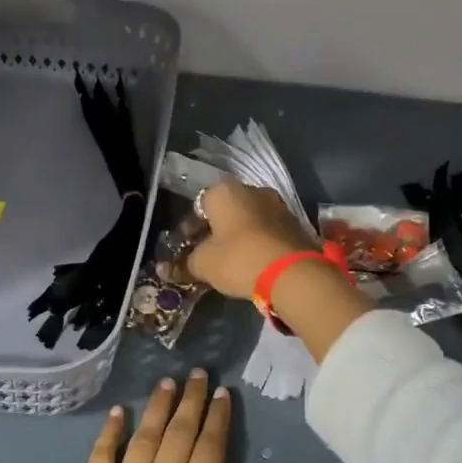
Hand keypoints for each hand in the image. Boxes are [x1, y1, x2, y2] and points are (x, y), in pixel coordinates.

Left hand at [67, 370, 279, 462]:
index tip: (222, 392)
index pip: (210, 450)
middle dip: (190, 401)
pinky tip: (119, 412)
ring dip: (157, 406)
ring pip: (144, 438)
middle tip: (197, 373)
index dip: (218, 419)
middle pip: (178, 435)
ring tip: (167, 381)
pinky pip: (100, 457)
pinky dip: (110, 432)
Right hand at [186, 181, 315, 298]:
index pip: (198, 205)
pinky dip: (257, 243)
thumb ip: (184, 265)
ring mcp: (278, 205)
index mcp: (225, 192)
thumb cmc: (238, 258)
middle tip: (205, 254)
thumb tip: (166, 270)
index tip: (184, 247)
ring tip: (229, 260)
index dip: (188, 228)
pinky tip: (252, 262)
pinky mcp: (295, 224)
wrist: (292, 272)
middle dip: (214, 231)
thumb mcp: (204, 264)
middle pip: (225, 210)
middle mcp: (252, 190)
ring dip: (237, 236)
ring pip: (248, 220)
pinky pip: (266, 231)